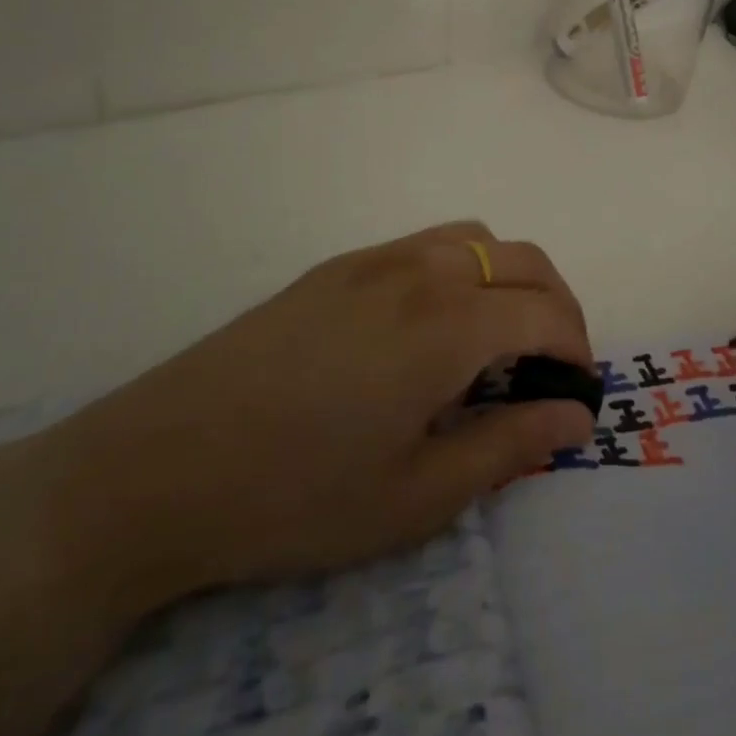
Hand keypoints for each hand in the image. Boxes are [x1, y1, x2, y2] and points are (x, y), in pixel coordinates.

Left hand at [36, 221, 595, 615]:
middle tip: (552, 366)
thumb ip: (507, 447)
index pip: (545, 314)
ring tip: (498, 339)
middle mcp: (420, 272)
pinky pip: (426, 244)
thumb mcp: (415, 496)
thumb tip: (574, 418)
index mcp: (447, 325)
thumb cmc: (296, 495)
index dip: (577, 351)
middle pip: (522, 260)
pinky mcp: (337, 266)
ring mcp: (374, 259)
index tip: (577, 395)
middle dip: (557, 305)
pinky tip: (432, 325)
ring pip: (475, 239)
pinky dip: (461, 268)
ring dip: (508, 278)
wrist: (157, 468)